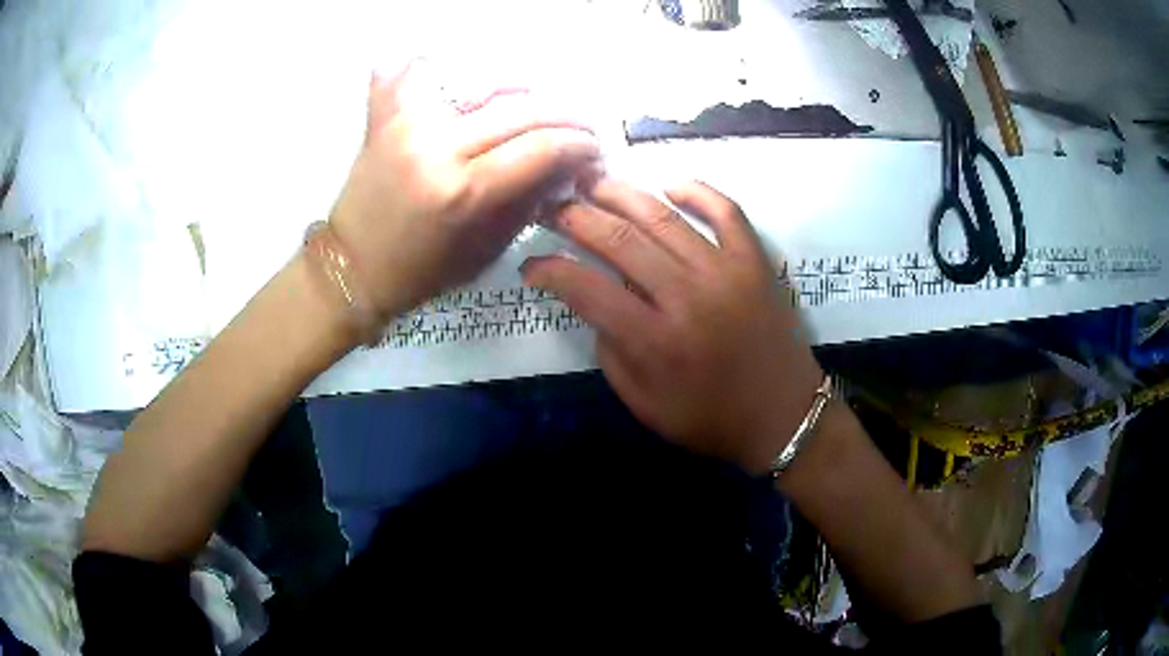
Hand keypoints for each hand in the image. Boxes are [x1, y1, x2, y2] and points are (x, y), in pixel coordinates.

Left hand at [329, 61, 600, 316]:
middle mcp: (438, 148)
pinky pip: (415, 75)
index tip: (595, 151)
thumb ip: (529, 201)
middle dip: (567, 116)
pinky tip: (457, 75)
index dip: (580, 145)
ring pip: (483, 85)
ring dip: (523, 90)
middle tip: (583, 128)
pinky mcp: (386, 117)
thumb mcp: (486, 249)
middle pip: (521, 111)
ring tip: (538, 106)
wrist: (353, 266)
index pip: (542, 148)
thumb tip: (566, 167)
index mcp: (465, 192)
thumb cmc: (421, 272)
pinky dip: (434, 66)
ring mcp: (409, 125)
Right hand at [522, 180, 823, 473]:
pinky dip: (697, 190)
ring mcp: (725, 272)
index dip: (549, 270)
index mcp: (655, 342)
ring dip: (620, 193)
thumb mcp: (644, 405)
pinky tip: (670, 185)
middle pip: (619, 240)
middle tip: (551, 207)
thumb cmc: (711, 419)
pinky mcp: (755, 261)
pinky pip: (725, 210)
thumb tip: (594, 304)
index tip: (531, 265)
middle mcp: (686, 297)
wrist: (783, 417)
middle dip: (574, 217)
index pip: (585, 288)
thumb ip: (611, 353)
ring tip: (591, 182)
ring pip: (662, 216)